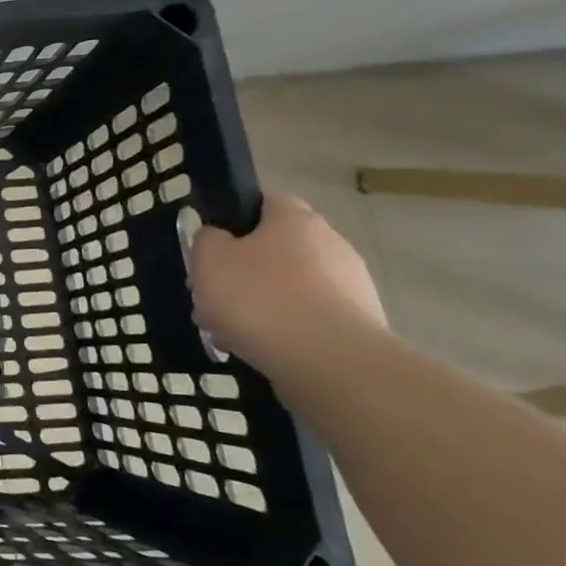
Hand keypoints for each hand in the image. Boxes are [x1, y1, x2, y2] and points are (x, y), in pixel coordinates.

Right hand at [189, 193, 387, 380]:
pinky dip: (283, 329)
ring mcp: (351, 286)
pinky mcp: (358, 325)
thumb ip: (207, 239)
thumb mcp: (208, 260)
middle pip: (274, 249)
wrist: (332, 363)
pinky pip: (307, 318)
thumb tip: (219, 237)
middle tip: (212, 294)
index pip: (264, 201)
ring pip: (288, 286)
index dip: (234, 219)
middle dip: (242, 270)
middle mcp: (331, 243)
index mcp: (295, 219)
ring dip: (259, 303)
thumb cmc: (260, 298)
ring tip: (228, 331)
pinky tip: (258, 348)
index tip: (211, 245)